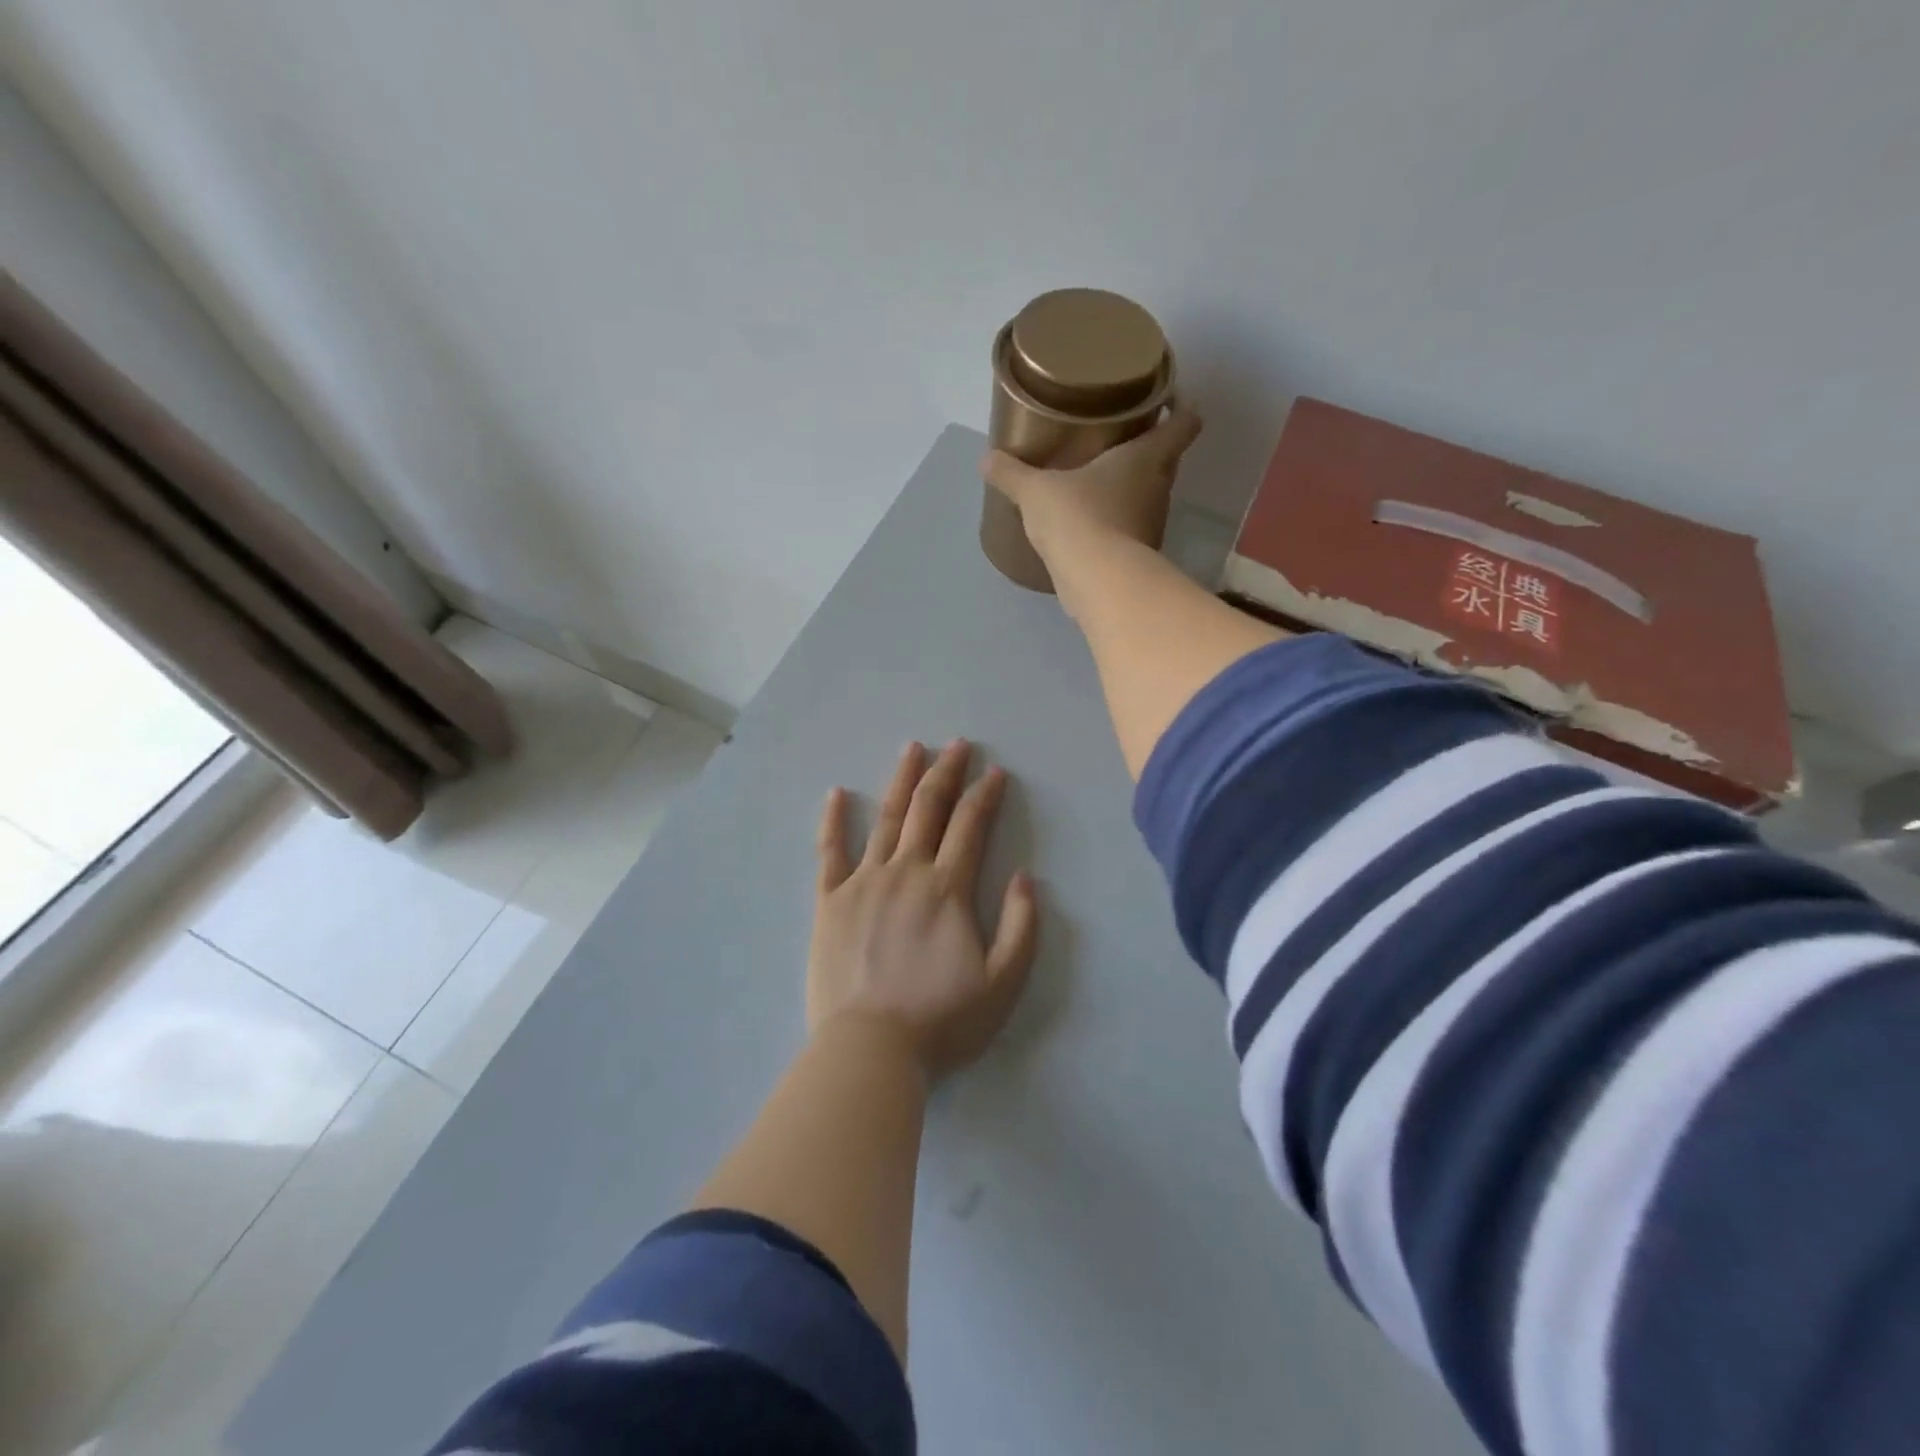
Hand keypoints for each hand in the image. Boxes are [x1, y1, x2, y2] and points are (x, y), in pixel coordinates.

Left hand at [808, 740, 1039, 1082]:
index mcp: (947, 888)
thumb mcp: (1003, 982)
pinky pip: (830, 851)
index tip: (995, 772)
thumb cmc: (942, 1020)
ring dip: (901, 780)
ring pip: (885, 818)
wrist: (870, 1049)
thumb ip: (1022, 926)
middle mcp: (906, 871)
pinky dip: (833, 820)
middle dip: (947, 772)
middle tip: (958, 745)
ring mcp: (863, 882)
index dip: (986, 794)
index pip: (971, 825)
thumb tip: (1025, 875)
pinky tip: (836, 792)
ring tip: (913, 749)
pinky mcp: (830, 901)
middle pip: (928, 809)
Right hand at [981, 405, 1203, 562]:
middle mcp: (1159, 487)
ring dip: (1129, 490)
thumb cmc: (1077, 517)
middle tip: (1115, 441)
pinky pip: (1130, 530)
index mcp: (1146, 457)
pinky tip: (1089, 526)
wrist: (1097, 581)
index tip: (1165, 401)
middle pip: (1166, 459)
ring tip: (1096, 484)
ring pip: (1148, 496)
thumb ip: (1012, 473)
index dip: (1180, 407)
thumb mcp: (1036, 491)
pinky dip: (1115, 525)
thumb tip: (987, 459)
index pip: (1184, 423)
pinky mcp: (1138, 556)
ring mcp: (1152, 524)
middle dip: (1147, 449)